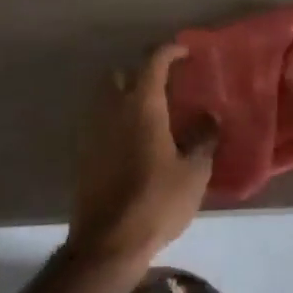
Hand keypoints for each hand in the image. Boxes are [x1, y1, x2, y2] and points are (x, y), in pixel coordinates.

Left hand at [69, 43, 217, 270]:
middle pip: (120, 74)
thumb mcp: (193, 171)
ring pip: (105, 97)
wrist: (108, 242)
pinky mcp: (83, 153)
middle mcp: (111, 109)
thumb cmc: (157, 201)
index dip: (169, 51)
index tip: (185, 52)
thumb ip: (202, 137)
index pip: (153, 62)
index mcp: (141, 105)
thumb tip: (208, 116)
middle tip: (165, 86)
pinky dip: (115, 120)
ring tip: (151, 115)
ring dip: (125, 96)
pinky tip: (135, 142)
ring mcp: (92, 131)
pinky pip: (99, 122)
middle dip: (140, 72)